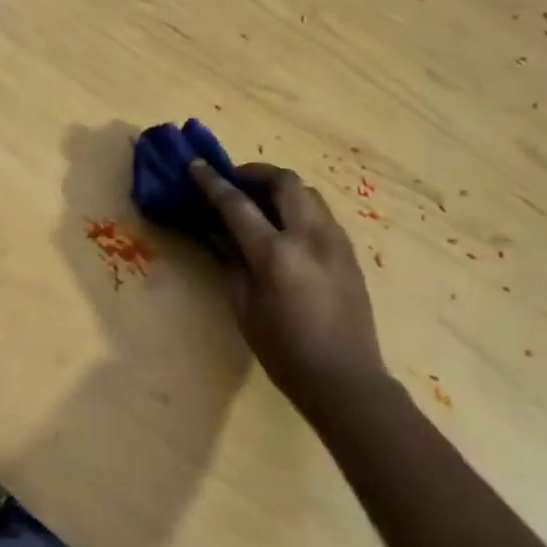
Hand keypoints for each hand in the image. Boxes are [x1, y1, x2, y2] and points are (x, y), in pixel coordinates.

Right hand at [190, 161, 389, 422]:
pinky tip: (287, 227)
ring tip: (262, 201)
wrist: (346, 380)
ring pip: (308, 193)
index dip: (213, 183)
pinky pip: (321, 214)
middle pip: (284, 182)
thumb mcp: (244, 308)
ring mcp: (335, 242)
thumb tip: (219, 233)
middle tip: (236, 181)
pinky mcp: (349, 253)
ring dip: (281, 188)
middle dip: (256, 173)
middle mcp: (309, 237)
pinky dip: (299, 208)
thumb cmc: (284, 352)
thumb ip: (232, 263)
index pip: (237, 205)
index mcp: (276, 254)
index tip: (196, 166)